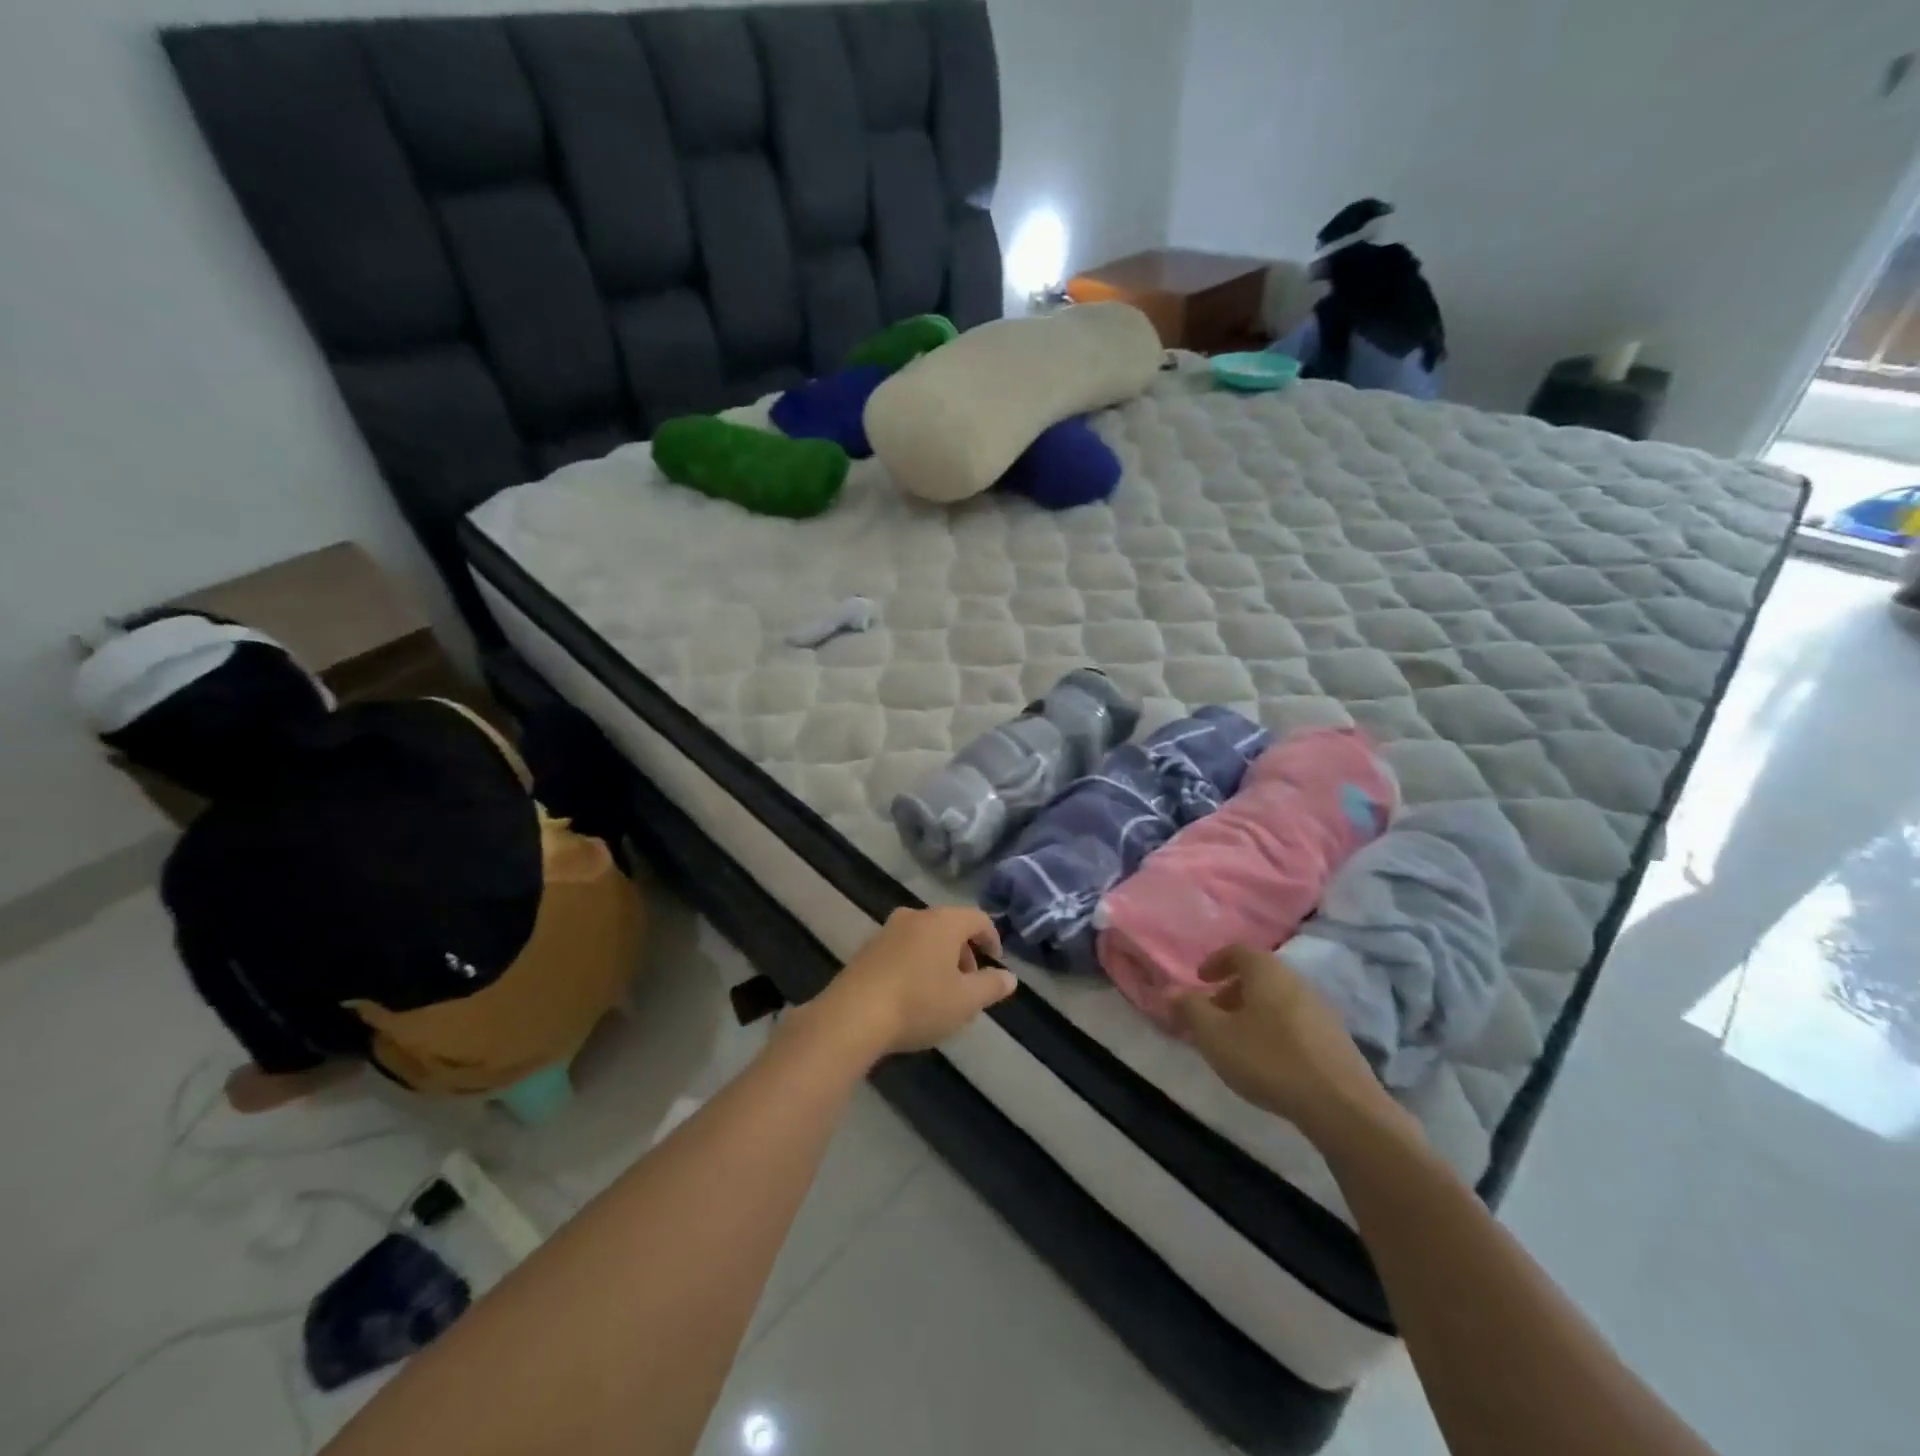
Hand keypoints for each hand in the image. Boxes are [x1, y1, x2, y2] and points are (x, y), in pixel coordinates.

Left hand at [812, 906, 1016, 1058]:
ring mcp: (887, 930)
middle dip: (964, 952)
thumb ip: (991, 986)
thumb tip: (1009, 977)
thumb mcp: (965, 1001)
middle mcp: (915, 916)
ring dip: (939, 958)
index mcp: (943, 921)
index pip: (978, 918)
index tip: (996, 961)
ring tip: (941, 993)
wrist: (853, 1016)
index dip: (991, 938)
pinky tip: (912, 995)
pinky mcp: (867, 949)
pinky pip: (902, 949)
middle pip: (949, 926)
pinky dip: (915, 963)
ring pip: (924, 937)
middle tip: (969, 984)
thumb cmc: (919, 1003)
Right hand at [1176, 945, 1404, 1144]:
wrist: (1341, 1105)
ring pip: (1277, 998)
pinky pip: (1295, 1020)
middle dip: (1232, 990)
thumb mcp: (1215, 1035)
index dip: (1215, 962)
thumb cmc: (1268, 1059)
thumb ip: (1190, 1009)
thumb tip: (1170, 990)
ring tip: (1238, 1039)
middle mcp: (1295, 980)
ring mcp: (1320, 1008)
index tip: (1200, 980)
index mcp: (1266, 971)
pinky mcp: (1335, 1037)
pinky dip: (1274, 1027)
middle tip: (1213, 1013)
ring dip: (1253, 1010)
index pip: (1237, 951)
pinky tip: (1269, 1058)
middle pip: (1259, 975)